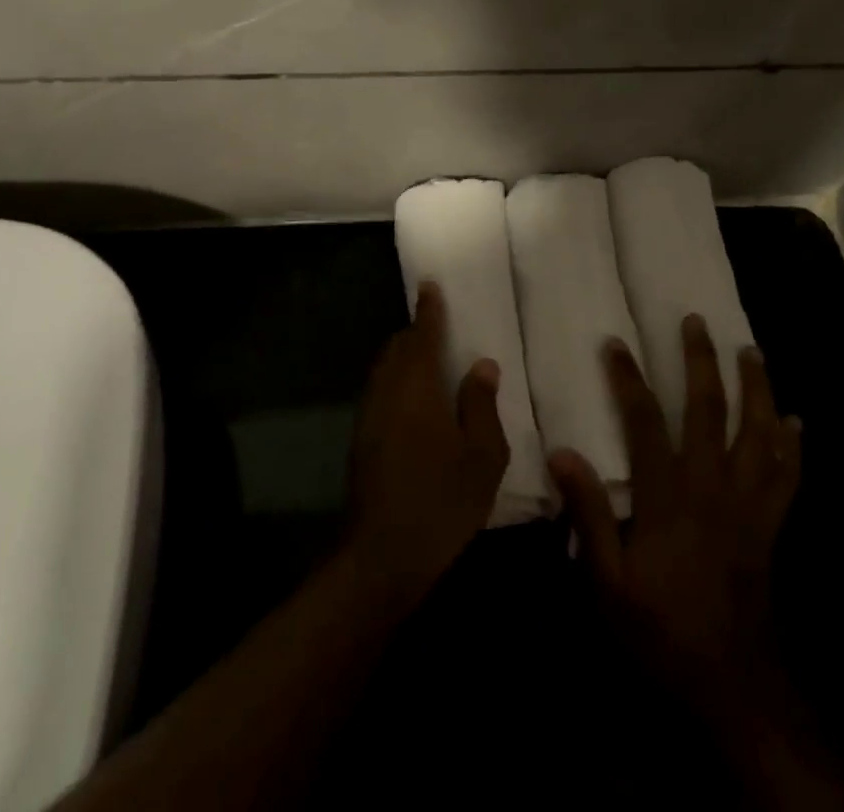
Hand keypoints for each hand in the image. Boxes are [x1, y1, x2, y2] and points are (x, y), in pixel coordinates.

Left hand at [346, 281, 509, 602]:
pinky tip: (416, 405)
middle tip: (437, 328)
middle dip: (415, 334)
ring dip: (404, 360)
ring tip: (429, 363)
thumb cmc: (442, 500)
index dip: (428, 310)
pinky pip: (381, 394)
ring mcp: (369, 419)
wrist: (383, 557)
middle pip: (396, 349)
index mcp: (415, 387)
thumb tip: (482, 364)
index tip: (430, 286)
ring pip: (385, 372)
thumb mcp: (482, 455)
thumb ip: (482, 404)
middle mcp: (386, 393)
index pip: (421, 335)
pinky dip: (397, 384)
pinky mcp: (362, 443)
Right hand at [550, 317, 801, 709]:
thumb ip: (589, 514)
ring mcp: (747, 504)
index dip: (629, 379)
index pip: (645, 422)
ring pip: (757, 433)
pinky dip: (793, 446)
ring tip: (753, 352)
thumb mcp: (606, 581)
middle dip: (702, 362)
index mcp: (668, 496)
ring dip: (756, 389)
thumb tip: (563, 453)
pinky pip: (787, 477)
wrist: (729, 683)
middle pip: (709, 410)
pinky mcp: (770, 525)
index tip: (616, 342)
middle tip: (698, 323)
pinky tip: (796, 421)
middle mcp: (710, 486)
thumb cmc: (660, 628)